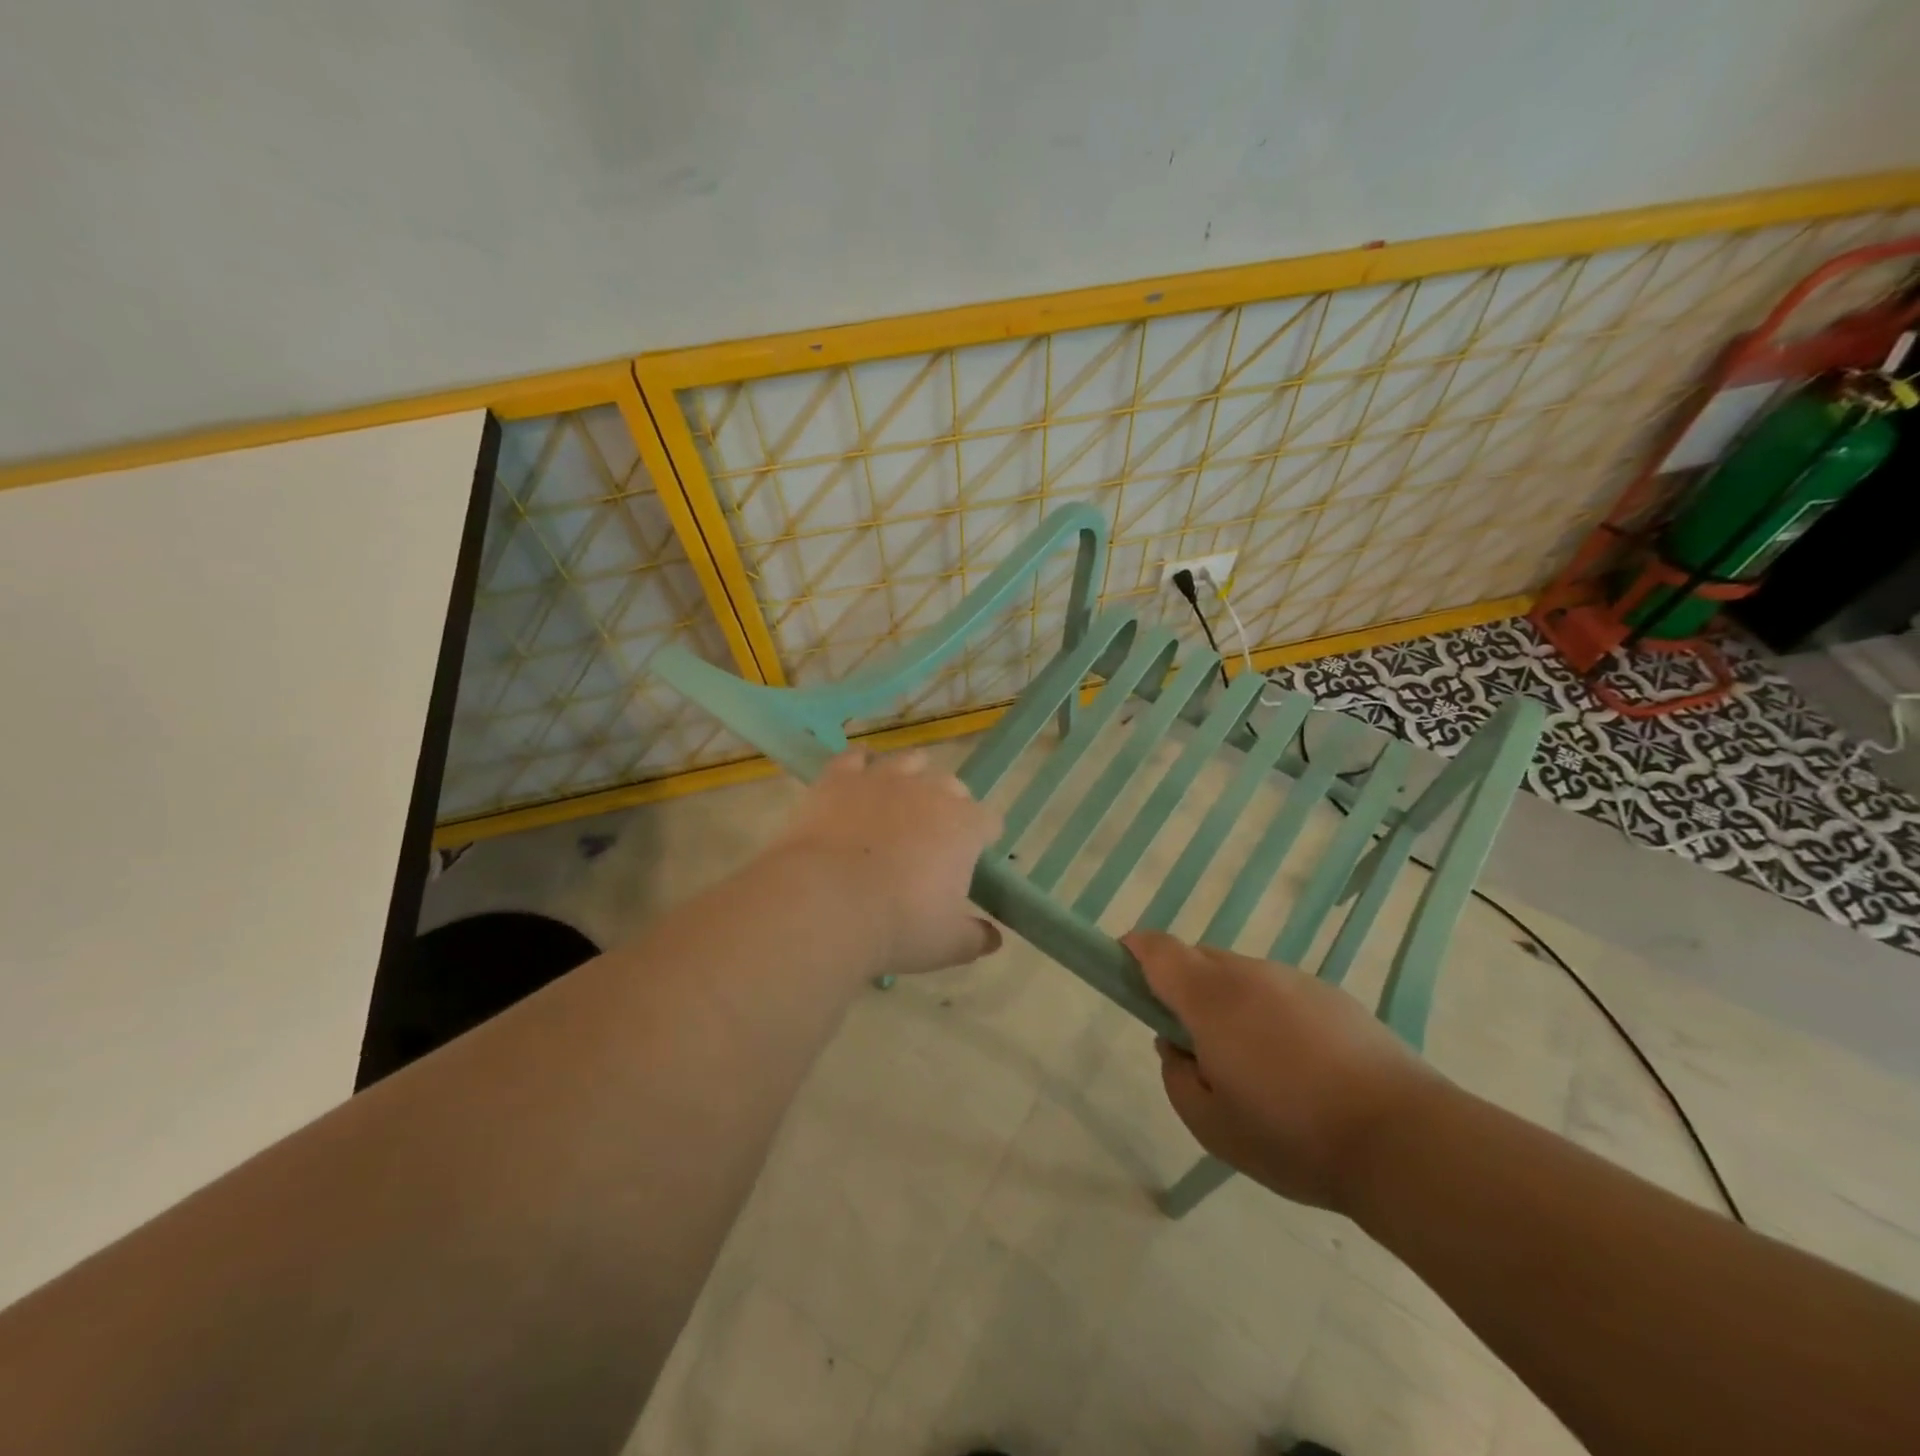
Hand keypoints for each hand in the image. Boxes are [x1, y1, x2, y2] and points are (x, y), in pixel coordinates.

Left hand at [771, 749, 1003, 976]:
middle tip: (931, 837)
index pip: (988, 821)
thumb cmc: (898, 926)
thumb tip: (993, 939)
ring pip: (908, 761)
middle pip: (951, 786)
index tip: (972, 858)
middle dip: (948, 805)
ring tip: (898, 801)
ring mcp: (883, 779)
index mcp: (964, 826)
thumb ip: (975, 939)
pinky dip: (858, 767)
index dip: (983, 838)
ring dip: (910, 777)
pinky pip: (855, 759)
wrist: (825, 903)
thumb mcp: (947, 945)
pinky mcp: (840, 778)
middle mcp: (929, 791)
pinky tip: (856, 780)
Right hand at [1123, 929, 1440, 1211]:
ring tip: (1256, 1067)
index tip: (1124, 968)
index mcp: (1211, 998)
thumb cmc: (1292, 1136)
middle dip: (1184, 988)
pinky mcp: (1334, 996)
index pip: (1158, 950)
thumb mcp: (1210, 1125)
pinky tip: (1299, 1069)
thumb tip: (1178, 1045)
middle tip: (1197, 1045)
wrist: (1404, 1141)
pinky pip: (1281, 993)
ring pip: (1242, 977)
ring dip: (1230, 1004)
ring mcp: (1296, 980)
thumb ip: (1177, 1075)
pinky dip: (1270, 1015)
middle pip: (1199, 960)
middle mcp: (1250, 974)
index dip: (1134, 950)